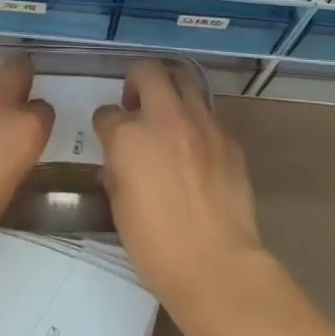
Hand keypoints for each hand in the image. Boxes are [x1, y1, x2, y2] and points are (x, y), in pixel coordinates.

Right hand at [94, 59, 266, 319]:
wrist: (216, 264)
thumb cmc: (155, 245)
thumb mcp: (119, 205)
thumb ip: (117, 169)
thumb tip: (121, 159)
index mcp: (128, 136)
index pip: (106, 112)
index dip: (105, 124)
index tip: (108, 137)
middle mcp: (165, 117)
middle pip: (148, 71)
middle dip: (137, 80)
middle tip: (136, 104)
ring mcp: (201, 123)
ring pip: (185, 80)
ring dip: (171, 92)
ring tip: (169, 118)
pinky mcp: (228, 137)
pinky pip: (209, 115)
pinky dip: (197, 122)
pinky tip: (196, 150)